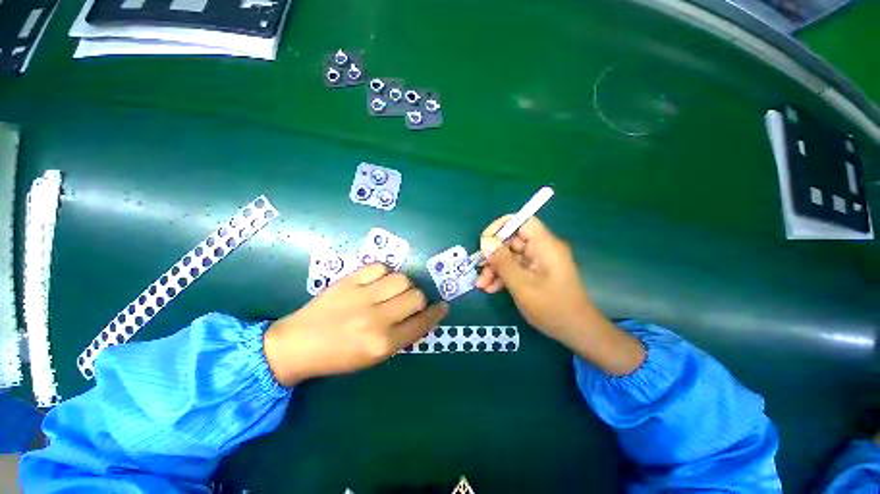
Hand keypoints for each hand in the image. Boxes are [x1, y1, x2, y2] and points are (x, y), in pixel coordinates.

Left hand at [264, 264, 447, 385]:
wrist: (298, 344)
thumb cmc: (338, 356)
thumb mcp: (374, 356)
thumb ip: (402, 336)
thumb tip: (423, 316)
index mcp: (382, 344)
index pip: (421, 323)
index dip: (436, 313)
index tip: (442, 307)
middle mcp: (376, 319)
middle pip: (416, 296)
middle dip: (419, 299)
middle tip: (410, 302)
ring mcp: (362, 297)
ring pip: (402, 279)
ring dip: (404, 284)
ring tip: (393, 290)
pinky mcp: (349, 281)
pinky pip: (380, 267)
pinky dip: (385, 273)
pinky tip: (377, 281)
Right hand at [476, 215, 644, 374]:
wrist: (577, 332)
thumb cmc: (552, 307)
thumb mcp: (522, 285)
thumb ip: (503, 262)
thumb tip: (486, 242)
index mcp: (544, 245)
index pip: (522, 221)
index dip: (501, 227)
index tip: (484, 241)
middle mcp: (542, 249)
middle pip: (512, 241)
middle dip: (493, 255)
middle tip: (478, 268)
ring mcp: (539, 262)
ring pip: (511, 256)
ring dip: (495, 269)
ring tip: (481, 285)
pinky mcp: (537, 273)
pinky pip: (516, 268)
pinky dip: (503, 276)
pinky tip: (491, 289)